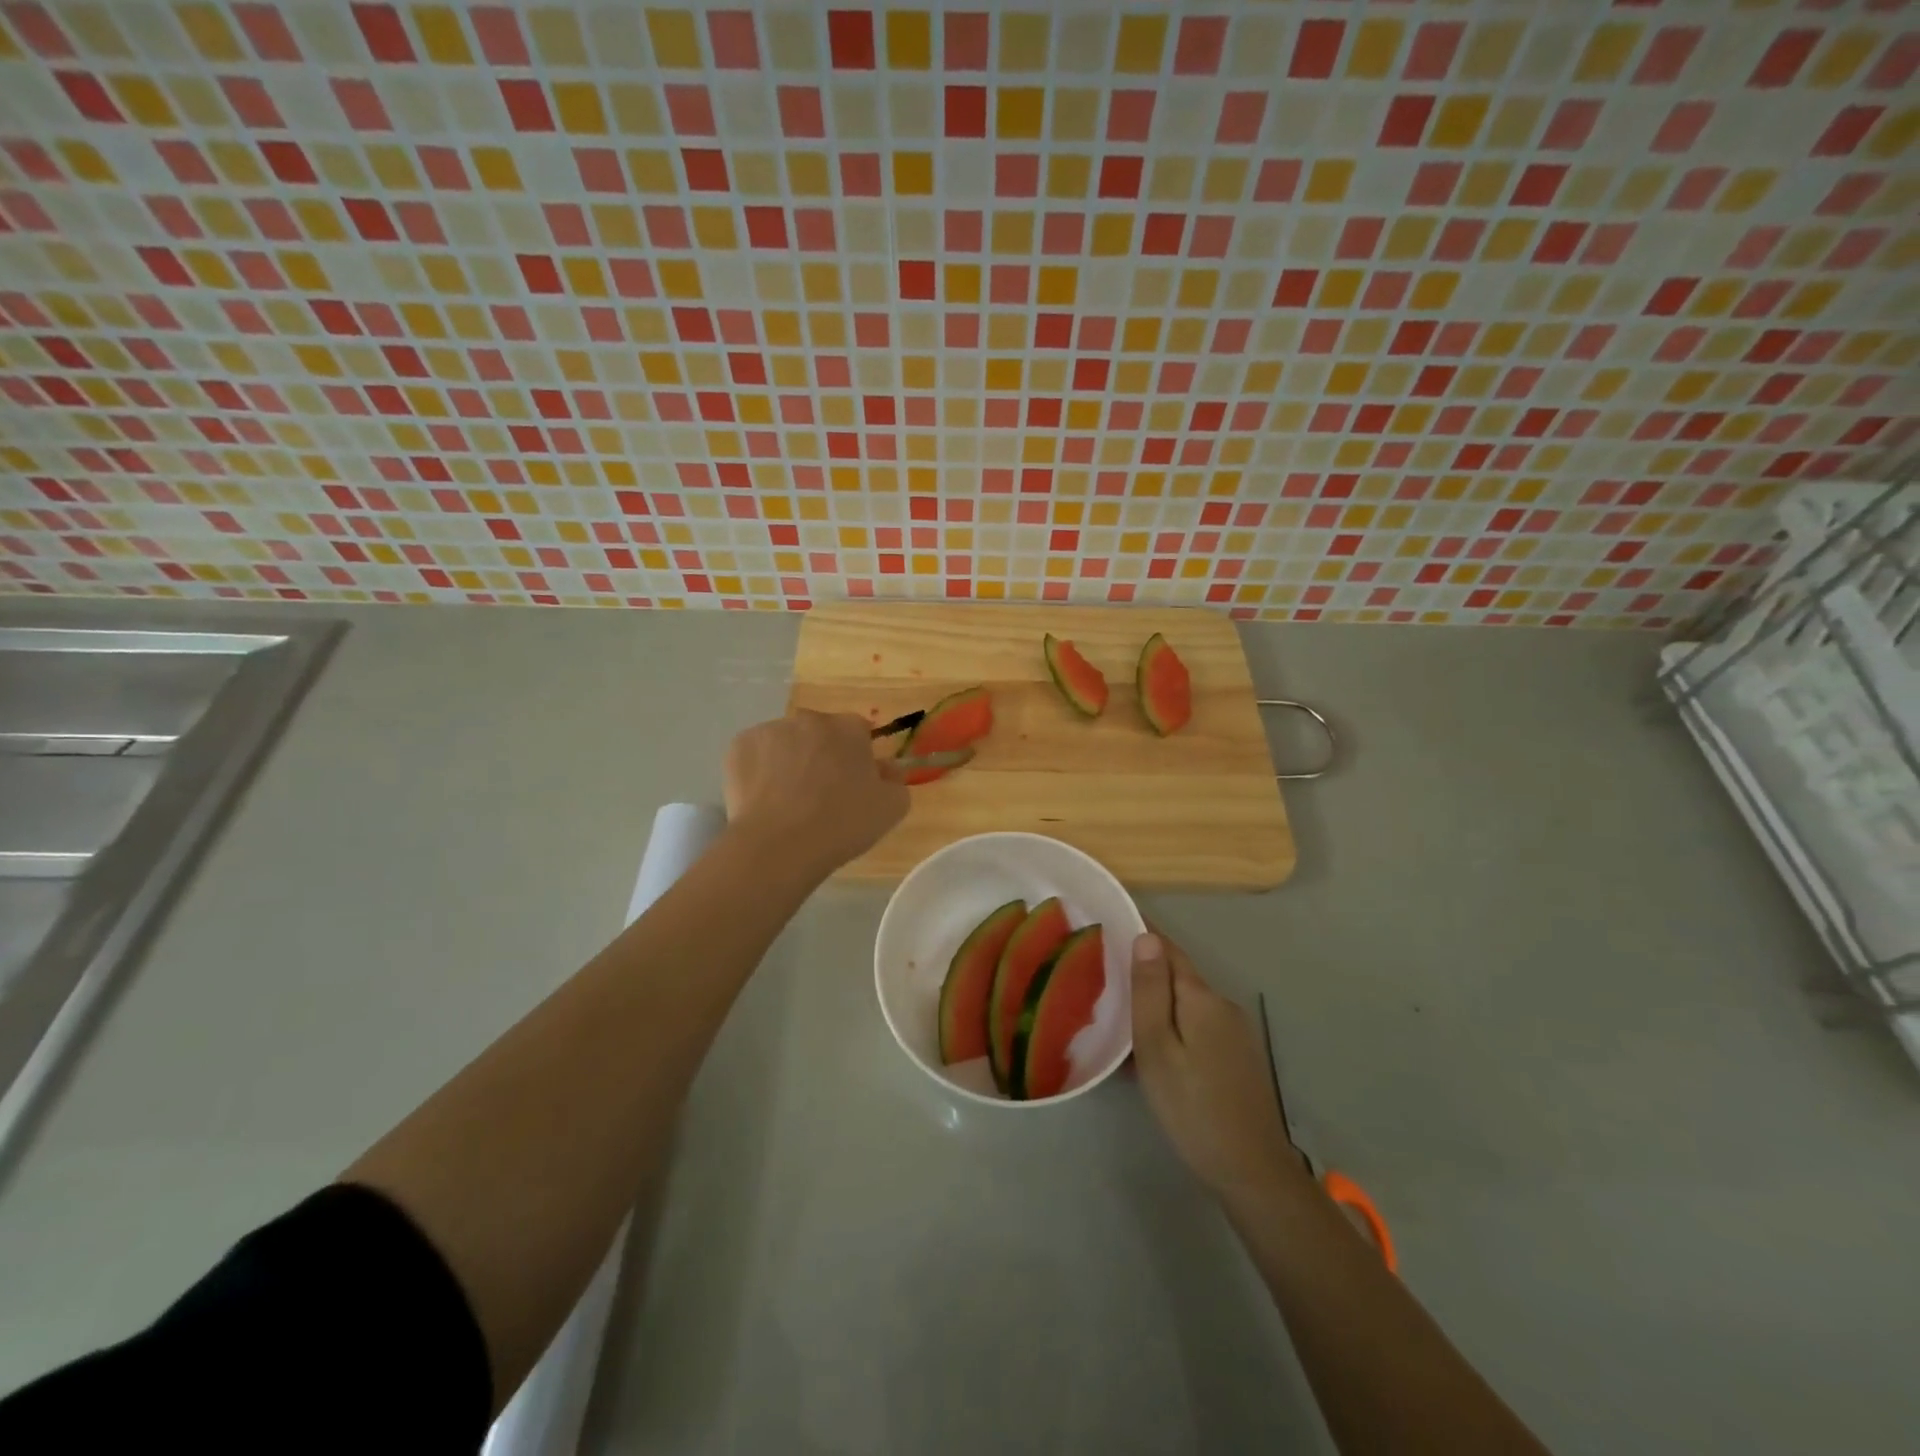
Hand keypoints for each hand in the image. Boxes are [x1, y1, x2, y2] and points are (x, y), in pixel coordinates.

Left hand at [723, 710, 909, 876]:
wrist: (780, 845)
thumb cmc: (843, 824)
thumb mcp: (891, 808)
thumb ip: (896, 782)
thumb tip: (887, 770)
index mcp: (849, 727)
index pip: (859, 733)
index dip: (857, 759)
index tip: (853, 785)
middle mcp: (809, 719)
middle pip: (820, 734)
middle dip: (822, 756)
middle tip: (821, 795)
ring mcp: (770, 729)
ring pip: (785, 743)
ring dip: (790, 761)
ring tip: (788, 802)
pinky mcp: (739, 746)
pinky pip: (756, 755)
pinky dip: (760, 771)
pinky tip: (764, 800)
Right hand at [1131, 932, 1300, 1200]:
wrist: (1251, 1170)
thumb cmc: (1192, 1106)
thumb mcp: (1157, 1047)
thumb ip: (1151, 991)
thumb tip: (1146, 937)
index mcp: (1201, 997)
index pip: (1168, 949)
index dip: (1141, 934)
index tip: (1110, 924)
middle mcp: (1222, 1005)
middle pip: (1178, 974)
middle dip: (1145, 969)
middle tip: (1104, 972)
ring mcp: (1234, 1032)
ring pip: (1186, 1002)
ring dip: (1158, 1000)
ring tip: (1120, 1011)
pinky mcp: (1237, 1056)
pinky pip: (1197, 1024)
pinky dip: (1172, 1023)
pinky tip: (1152, 1047)